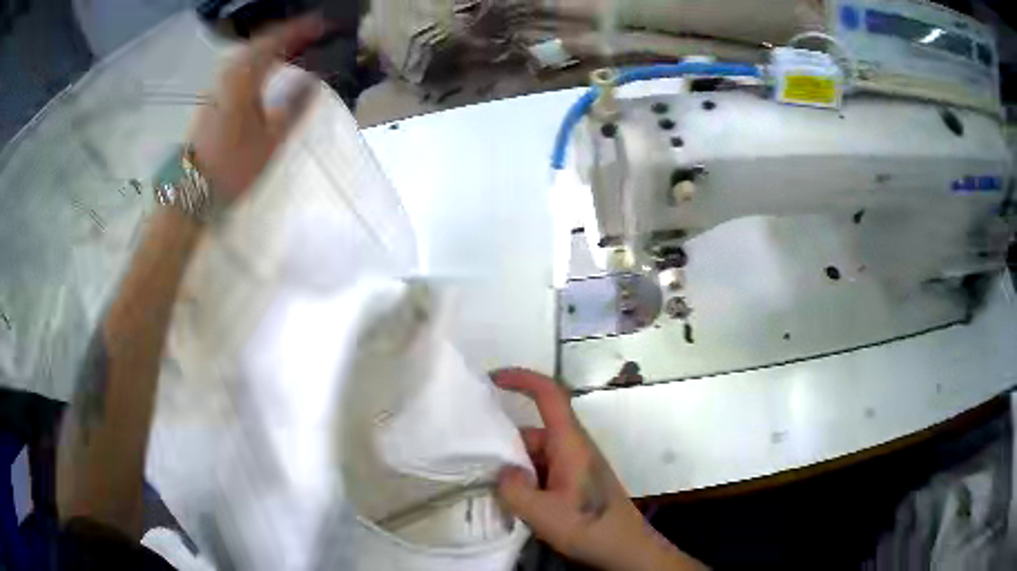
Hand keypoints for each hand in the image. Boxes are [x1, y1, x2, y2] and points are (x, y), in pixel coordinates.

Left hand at [190, 15, 323, 200]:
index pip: (274, 42)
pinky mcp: (211, 101)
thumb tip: (313, 79)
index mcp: (243, 80)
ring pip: (246, 56)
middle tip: (308, 34)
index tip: (322, 24)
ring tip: (290, 49)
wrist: (191, 192)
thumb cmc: (232, 167)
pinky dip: (256, 62)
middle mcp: (227, 76)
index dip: (299, 30)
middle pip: (258, 44)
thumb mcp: (271, 139)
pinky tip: (264, 71)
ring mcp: (216, 88)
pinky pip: (238, 69)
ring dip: (269, 48)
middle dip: (285, 34)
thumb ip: (294, 104)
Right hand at [494, 369, 705, 570]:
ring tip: (490, 489)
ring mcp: (575, 465)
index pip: (550, 394)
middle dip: (505, 444)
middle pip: (534, 431)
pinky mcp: (575, 481)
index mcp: (570, 443)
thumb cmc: (590, 527)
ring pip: (536, 454)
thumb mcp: (543, 514)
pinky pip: (543, 469)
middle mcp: (573, 447)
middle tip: (475, 465)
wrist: (625, 548)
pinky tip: (513, 502)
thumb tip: (503, 471)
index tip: (492, 379)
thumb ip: (514, 490)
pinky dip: (525, 479)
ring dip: (514, 467)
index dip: (522, 378)